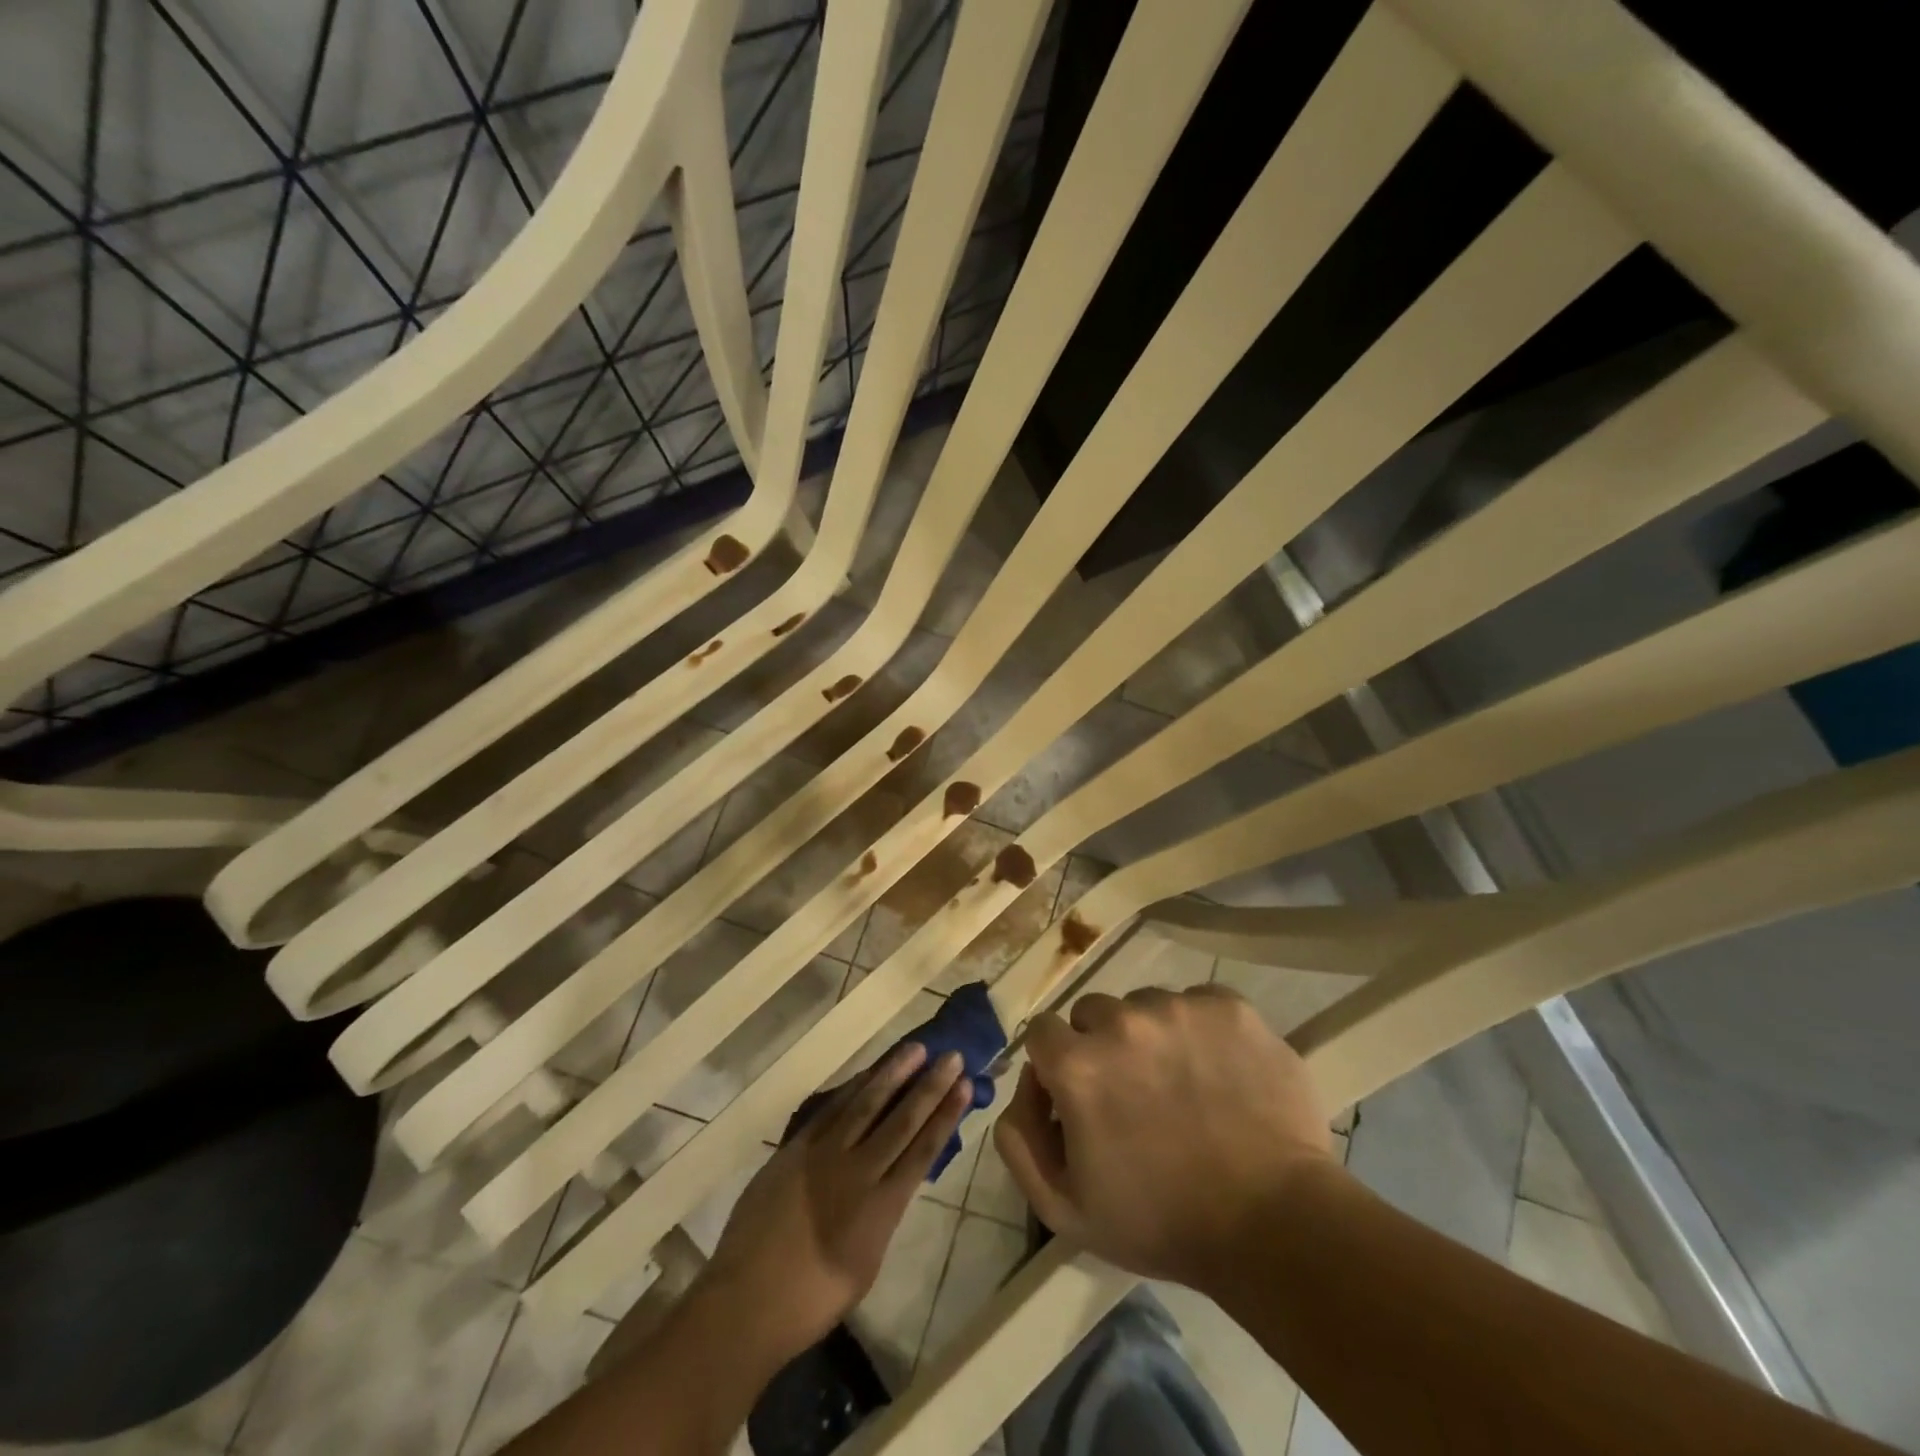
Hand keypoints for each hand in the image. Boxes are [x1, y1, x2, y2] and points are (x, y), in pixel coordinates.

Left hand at [704, 1042, 971, 1359]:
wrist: (746, 1302)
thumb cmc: (812, 1300)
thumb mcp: (865, 1264)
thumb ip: (884, 1215)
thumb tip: (894, 1180)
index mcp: (882, 1207)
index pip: (924, 1149)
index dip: (946, 1114)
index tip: (964, 1085)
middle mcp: (859, 1171)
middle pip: (902, 1119)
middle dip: (930, 1086)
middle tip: (951, 1056)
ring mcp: (825, 1155)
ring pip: (867, 1103)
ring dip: (894, 1073)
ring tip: (916, 1049)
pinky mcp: (797, 1148)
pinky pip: (831, 1109)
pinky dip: (853, 1088)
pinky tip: (868, 1073)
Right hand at [994, 984, 1335, 1292]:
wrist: (1275, 1225)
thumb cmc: (1162, 1222)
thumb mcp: (1064, 1208)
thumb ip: (1019, 1139)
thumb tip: (1026, 1083)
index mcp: (1078, 1064)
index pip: (1043, 1032)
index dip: (1057, 1065)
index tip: (1080, 1096)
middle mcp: (1122, 1021)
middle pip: (1093, 1013)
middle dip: (1102, 1047)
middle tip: (1135, 1094)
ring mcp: (1180, 1008)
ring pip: (1145, 1004)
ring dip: (1152, 1036)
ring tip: (1184, 1085)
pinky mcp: (1229, 1008)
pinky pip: (1197, 1003)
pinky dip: (1200, 1030)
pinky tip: (1219, 1071)